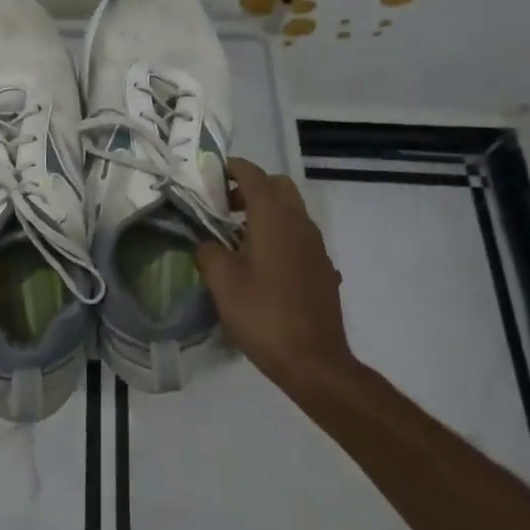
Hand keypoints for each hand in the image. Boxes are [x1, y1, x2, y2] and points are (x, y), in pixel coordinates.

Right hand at [195, 158, 353, 388]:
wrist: (314, 362)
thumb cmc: (263, 315)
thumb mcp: (222, 282)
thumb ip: (208, 251)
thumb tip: (205, 241)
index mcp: (274, 218)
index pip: (254, 175)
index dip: (232, 168)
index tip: (211, 174)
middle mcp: (300, 223)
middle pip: (278, 186)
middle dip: (251, 188)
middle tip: (224, 208)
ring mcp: (316, 246)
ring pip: (291, 211)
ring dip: (266, 212)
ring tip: (238, 238)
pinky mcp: (323, 268)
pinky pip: (299, 237)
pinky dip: (280, 235)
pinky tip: (263, 266)